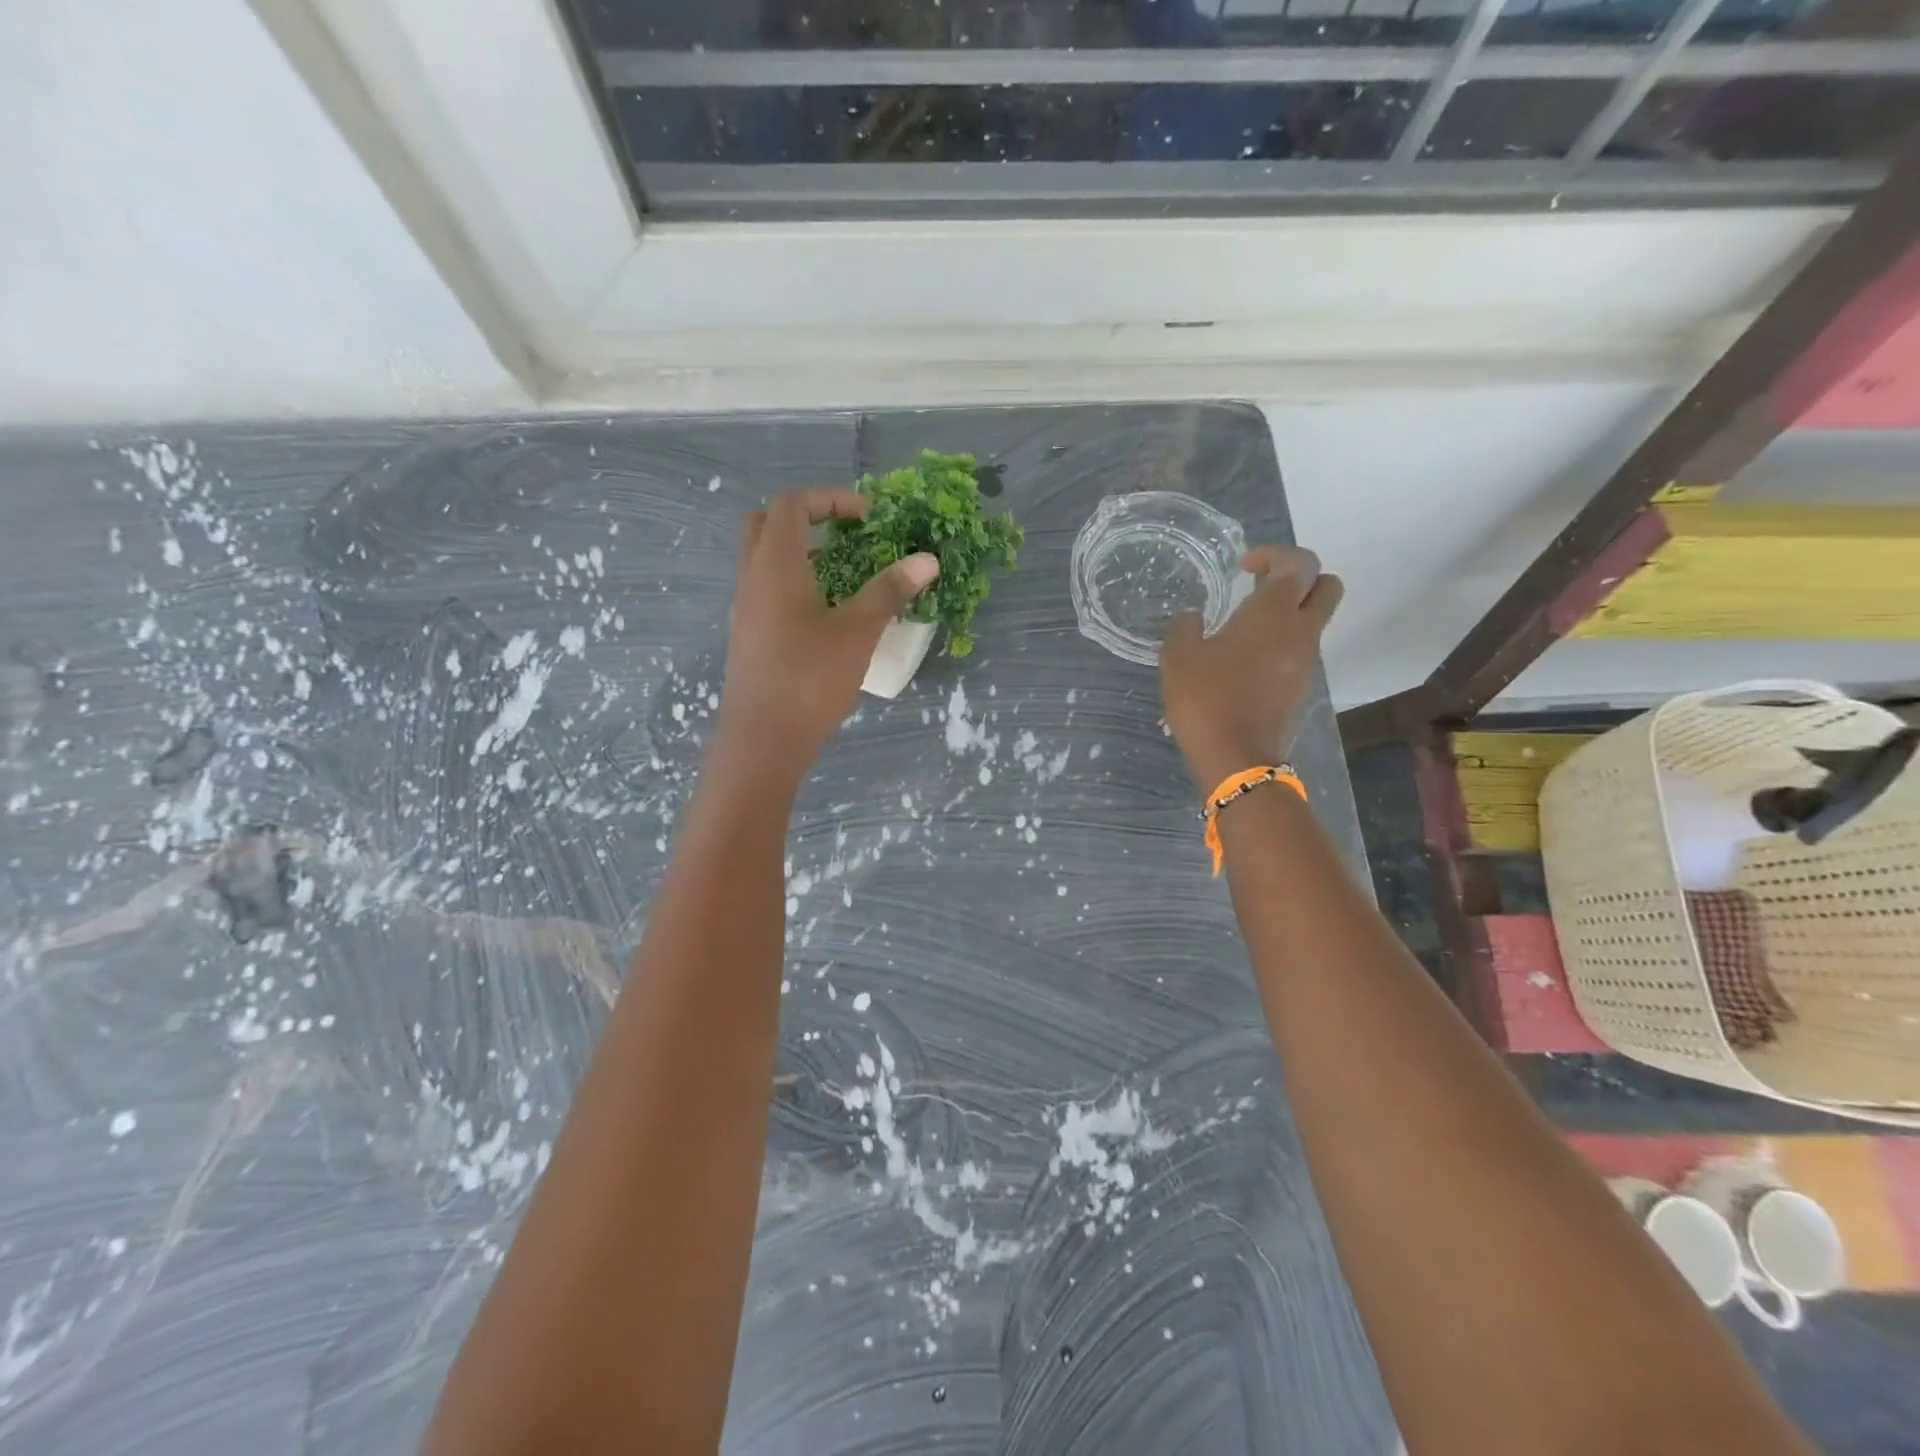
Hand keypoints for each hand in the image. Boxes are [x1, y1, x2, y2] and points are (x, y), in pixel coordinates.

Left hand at [715, 488, 938, 779]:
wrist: (763, 742)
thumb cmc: (810, 680)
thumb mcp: (858, 632)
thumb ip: (890, 591)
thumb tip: (927, 559)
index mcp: (775, 566)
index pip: (792, 504)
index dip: (831, 499)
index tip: (868, 518)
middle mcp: (751, 579)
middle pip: (767, 524)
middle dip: (808, 519)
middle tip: (846, 537)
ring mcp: (745, 610)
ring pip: (764, 560)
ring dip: (800, 553)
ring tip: (843, 574)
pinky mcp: (748, 637)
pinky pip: (765, 590)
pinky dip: (793, 583)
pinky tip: (826, 615)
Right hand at [1159, 545, 1342, 789]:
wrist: (1237, 759)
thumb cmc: (1207, 699)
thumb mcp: (1178, 658)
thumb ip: (1185, 628)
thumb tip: (1194, 618)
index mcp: (1273, 612)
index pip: (1299, 563)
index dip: (1275, 554)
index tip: (1244, 565)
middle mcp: (1300, 631)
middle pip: (1326, 586)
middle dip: (1299, 578)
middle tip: (1261, 586)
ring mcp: (1306, 662)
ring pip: (1313, 621)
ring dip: (1287, 614)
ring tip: (1242, 628)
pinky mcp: (1300, 688)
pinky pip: (1299, 651)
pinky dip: (1280, 644)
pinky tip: (1242, 661)